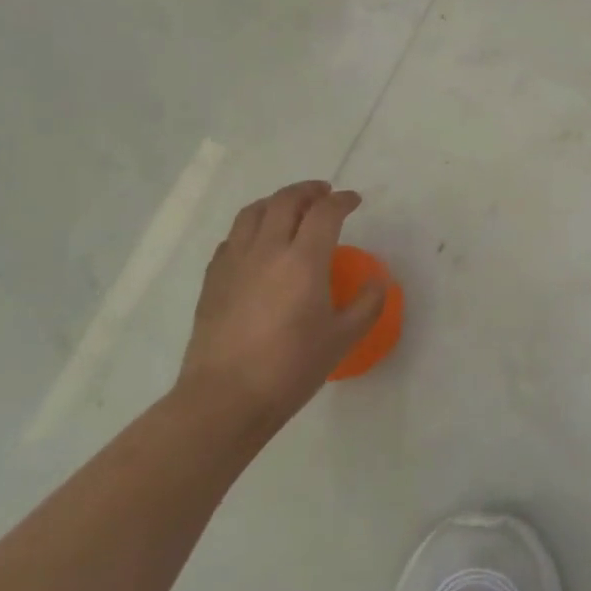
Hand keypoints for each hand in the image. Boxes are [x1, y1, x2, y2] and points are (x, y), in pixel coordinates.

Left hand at [175, 180, 385, 426]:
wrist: (225, 399)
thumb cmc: (290, 368)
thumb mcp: (342, 339)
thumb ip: (367, 304)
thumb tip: (377, 281)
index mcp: (303, 260)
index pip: (325, 212)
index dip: (342, 200)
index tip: (353, 201)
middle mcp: (267, 250)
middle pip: (286, 201)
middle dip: (309, 191)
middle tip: (324, 194)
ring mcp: (235, 262)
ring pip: (253, 212)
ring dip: (276, 202)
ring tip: (289, 209)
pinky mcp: (213, 279)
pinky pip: (233, 238)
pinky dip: (251, 228)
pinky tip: (258, 244)